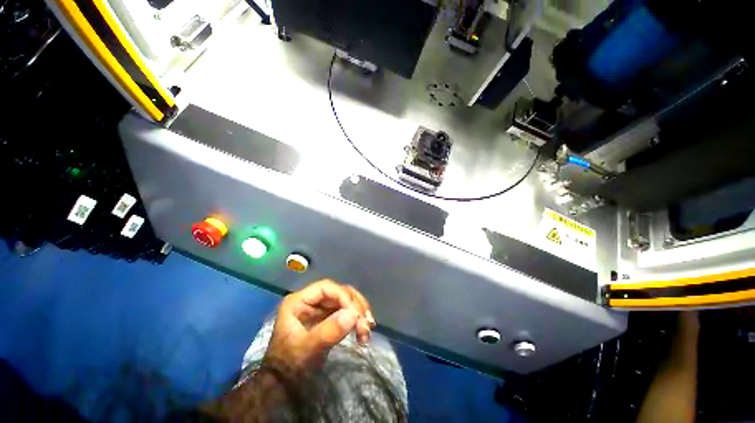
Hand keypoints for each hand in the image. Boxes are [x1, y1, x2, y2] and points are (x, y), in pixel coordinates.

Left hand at [264, 279, 375, 374]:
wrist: (282, 387)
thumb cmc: (289, 366)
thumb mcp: (305, 350)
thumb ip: (327, 332)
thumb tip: (353, 315)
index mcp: (298, 301)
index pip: (326, 288)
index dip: (343, 297)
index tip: (356, 314)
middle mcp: (310, 301)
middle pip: (338, 292)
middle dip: (354, 306)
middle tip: (367, 323)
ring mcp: (319, 310)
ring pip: (345, 301)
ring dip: (358, 312)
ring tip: (367, 328)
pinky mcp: (327, 319)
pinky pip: (346, 313)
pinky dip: (356, 320)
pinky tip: (364, 331)